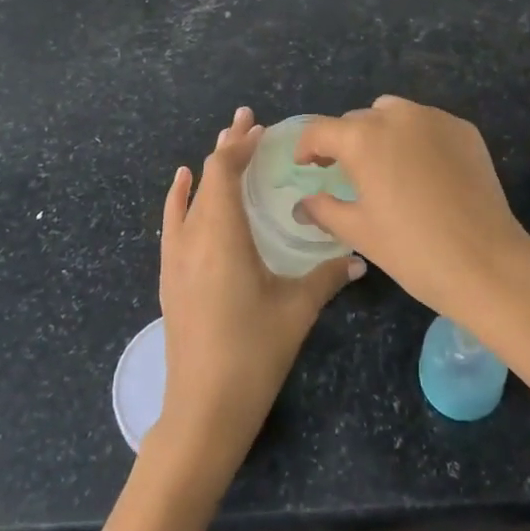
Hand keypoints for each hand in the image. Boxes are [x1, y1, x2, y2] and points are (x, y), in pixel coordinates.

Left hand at [154, 107, 364, 480]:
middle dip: (228, 146)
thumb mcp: (296, 310)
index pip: (224, 172)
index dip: (241, 145)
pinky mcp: (170, 275)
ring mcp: (176, 256)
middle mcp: (193, 236)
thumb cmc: (253, 354)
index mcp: (222, 235)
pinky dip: (181, 195)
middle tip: (248, 120)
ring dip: (209, 168)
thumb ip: (327, 277)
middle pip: (207, 176)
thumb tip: (359, 256)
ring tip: (226, 143)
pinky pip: (173, 220)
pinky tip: (183, 183)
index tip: (262, 128)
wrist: (202, 410)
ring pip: (190, 196)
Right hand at [295, 96, 529, 324]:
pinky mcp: (463, 129)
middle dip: (346, 142)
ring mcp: (434, 119)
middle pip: (357, 120)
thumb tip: (303, 203)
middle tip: (346, 174)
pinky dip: (416, 138)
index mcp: (362, 138)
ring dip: (381, 132)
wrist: (486, 263)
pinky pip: (427, 124)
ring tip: (386, 166)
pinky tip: (424, 172)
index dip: (307, 147)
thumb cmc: (412, 250)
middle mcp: (396, 116)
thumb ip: (324, 209)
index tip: (306, 165)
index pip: (320, 130)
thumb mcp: (359, 232)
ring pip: (394, 113)